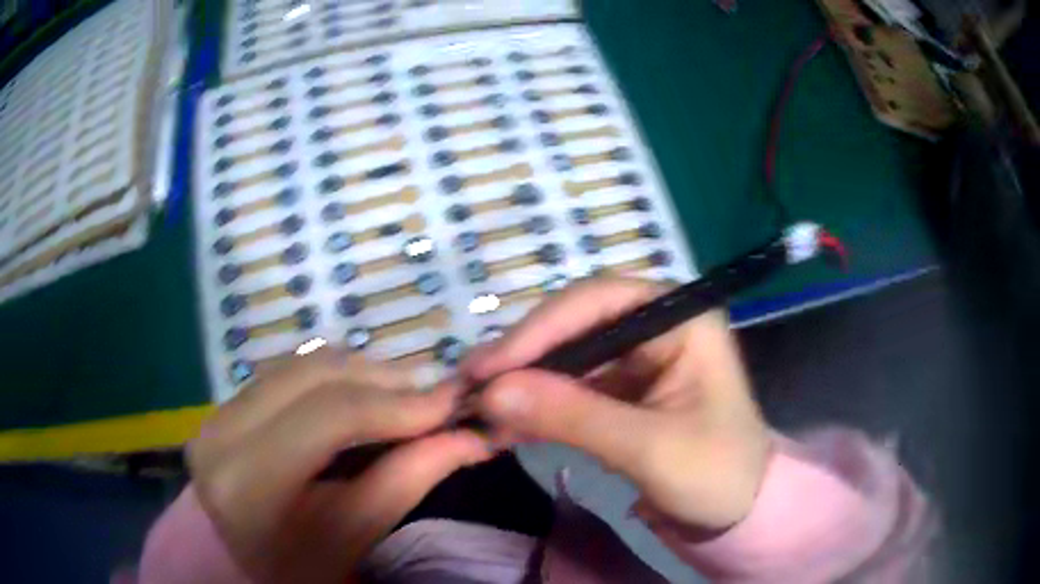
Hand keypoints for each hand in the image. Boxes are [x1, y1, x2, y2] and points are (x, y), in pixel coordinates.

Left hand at [188, 349, 490, 583]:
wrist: (241, 564)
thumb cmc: (299, 568)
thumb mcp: (354, 537)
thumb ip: (407, 480)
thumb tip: (471, 437)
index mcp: (246, 482)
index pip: (330, 416)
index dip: (397, 403)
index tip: (452, 402)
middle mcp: (221, 432)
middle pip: (315, 376)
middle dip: (385, 379)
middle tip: (437, 395)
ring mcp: (218, 412)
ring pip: (301, 365)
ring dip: (362, 373)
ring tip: (406, 396)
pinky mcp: (225, 404)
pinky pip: (287, 372)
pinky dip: (334, 377)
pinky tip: (362, 395)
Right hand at [464, 278, 770, 531]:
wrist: (736, 513)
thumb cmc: (714, 476)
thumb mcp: (649, 448)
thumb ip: (573, 417)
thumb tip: (493, 392)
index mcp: (681, 319)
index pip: (599, 302)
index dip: (539, 329)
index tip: (488, 367)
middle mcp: (656, 326)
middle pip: (575, 325)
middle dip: (524, 357)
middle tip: (472, 386)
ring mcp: (637, 358)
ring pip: (566, 356)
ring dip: (524, 382)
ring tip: (478, 405)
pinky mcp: (622, 390)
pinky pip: (570, 387)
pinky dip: (537, 405)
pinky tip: (505, 423)